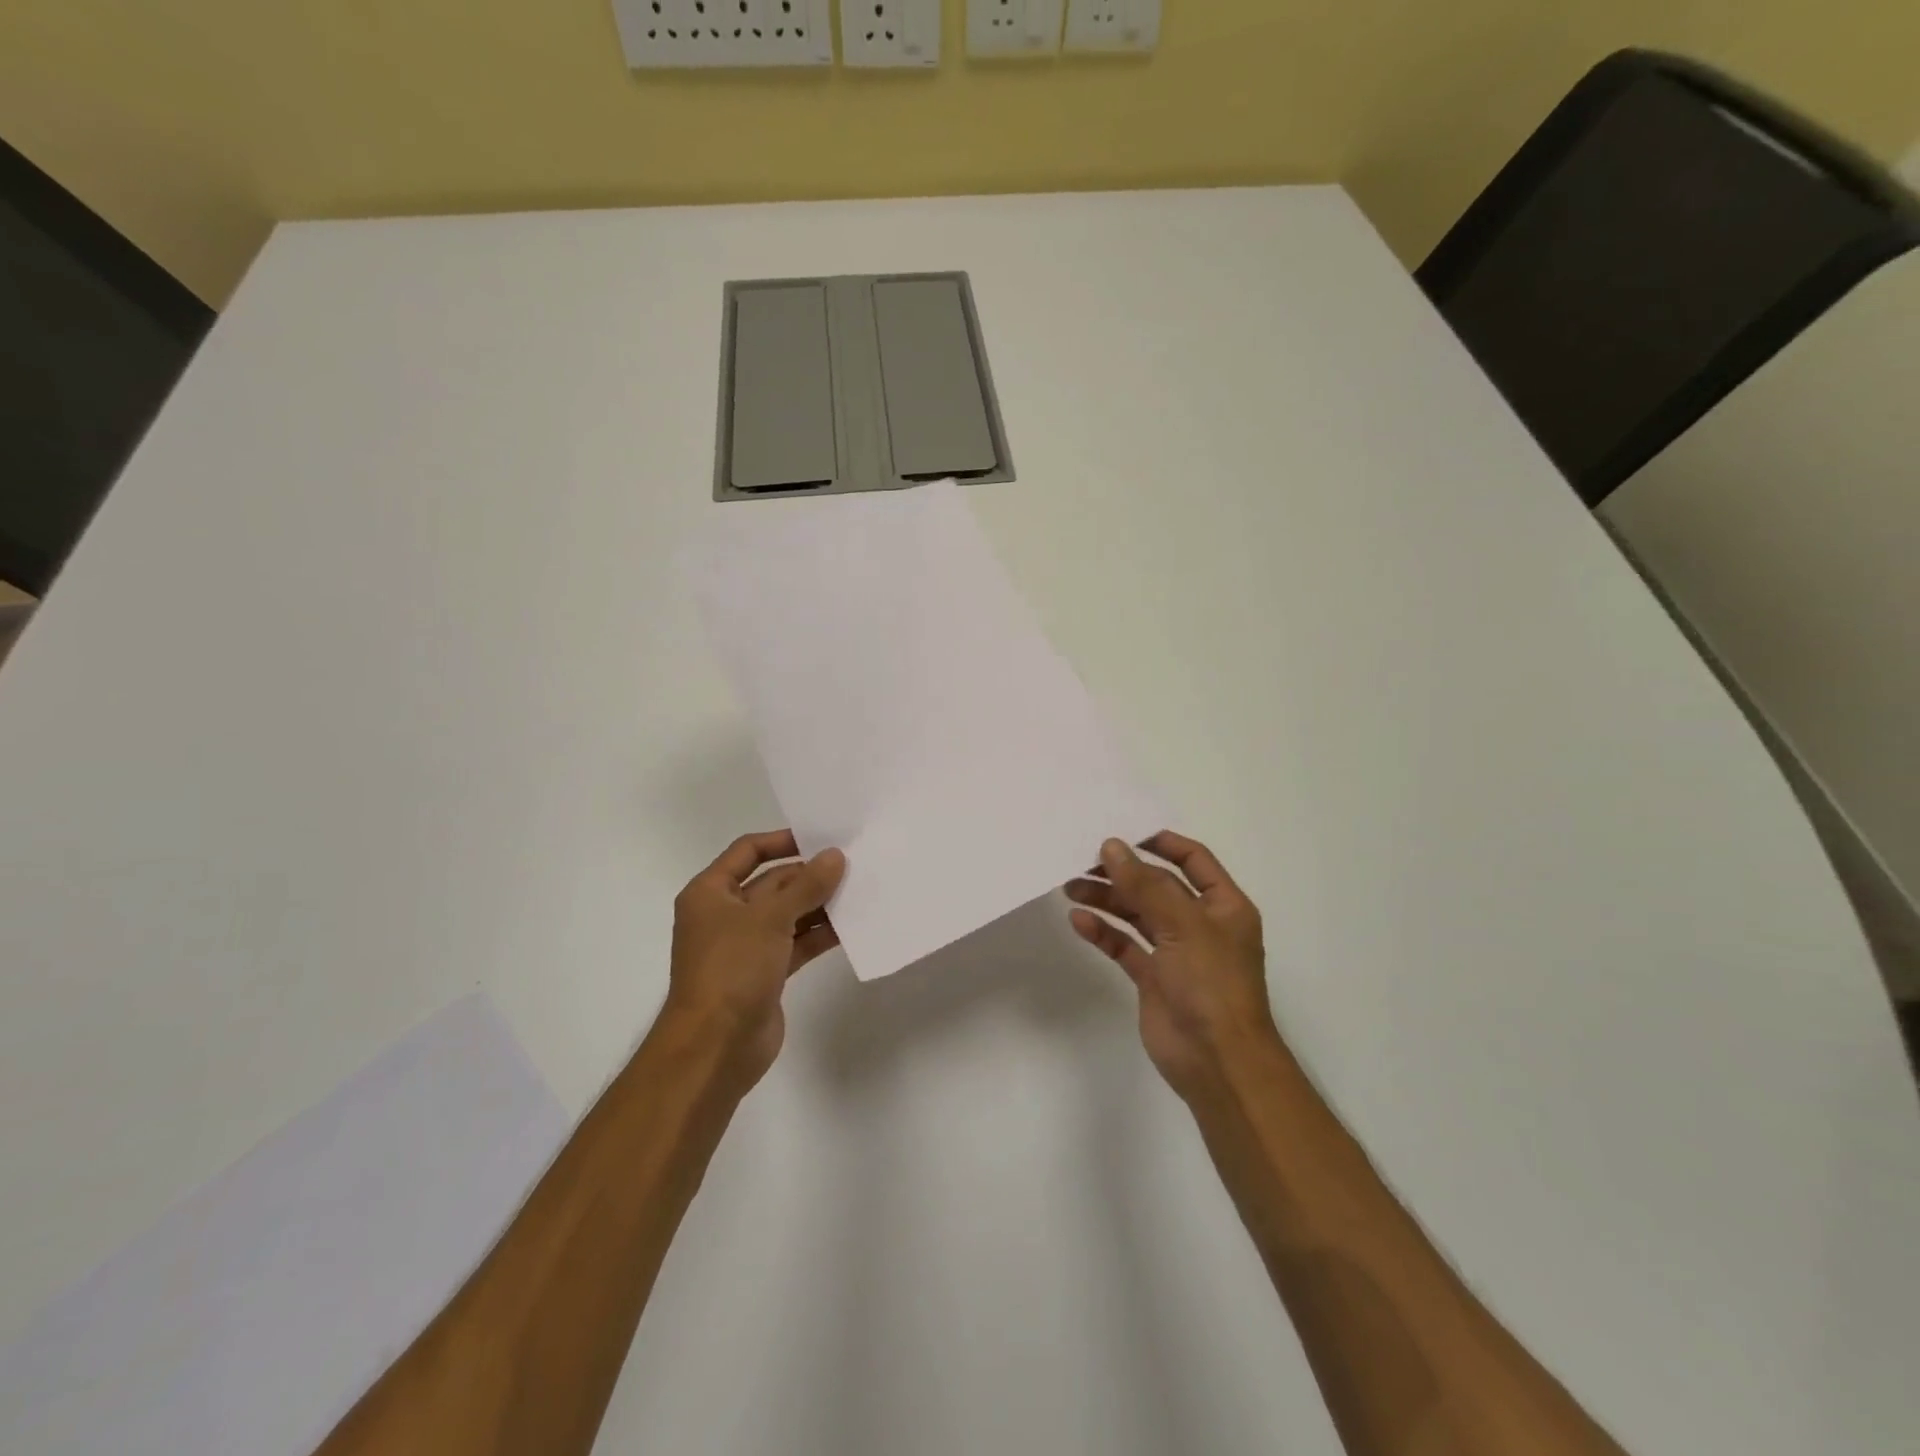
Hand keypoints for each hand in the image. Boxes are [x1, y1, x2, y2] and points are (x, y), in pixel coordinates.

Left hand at [665, 830, 846, 1090]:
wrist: (715, 1048)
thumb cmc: (731, 970)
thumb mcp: (770, 919)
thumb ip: (806, 886)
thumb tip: (835, 856)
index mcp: (710, 893)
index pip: (747, 851)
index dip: (781, 840)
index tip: (820, 838)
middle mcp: (726, 914)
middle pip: (772, 883)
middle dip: (809, 876)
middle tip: (852, 865)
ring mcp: (745, 946)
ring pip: (787, 914)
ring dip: (818, 905)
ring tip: (859, 891)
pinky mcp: (764, 973)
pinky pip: (795, 943)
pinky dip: (818, 934)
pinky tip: (849, 927)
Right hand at [1066, 833, 1281, 1102]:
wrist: (1218, 1063)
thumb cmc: (1212, 984)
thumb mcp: (1183, 925)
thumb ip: (1144, 885)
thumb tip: (1112, 846)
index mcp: (1223, 906)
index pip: (1193, 859)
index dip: (1161, 842)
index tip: (1122, 831)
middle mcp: (1200, 924)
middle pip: (1157, 886)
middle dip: (1122, 872)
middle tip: (1082, 859)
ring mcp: (1176, 952)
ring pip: (1137, 914)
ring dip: (1107, 899)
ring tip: (1071, 887)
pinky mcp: (1153, 978)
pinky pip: (1125, 945)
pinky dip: (1103, 932)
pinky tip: (1079, 921)